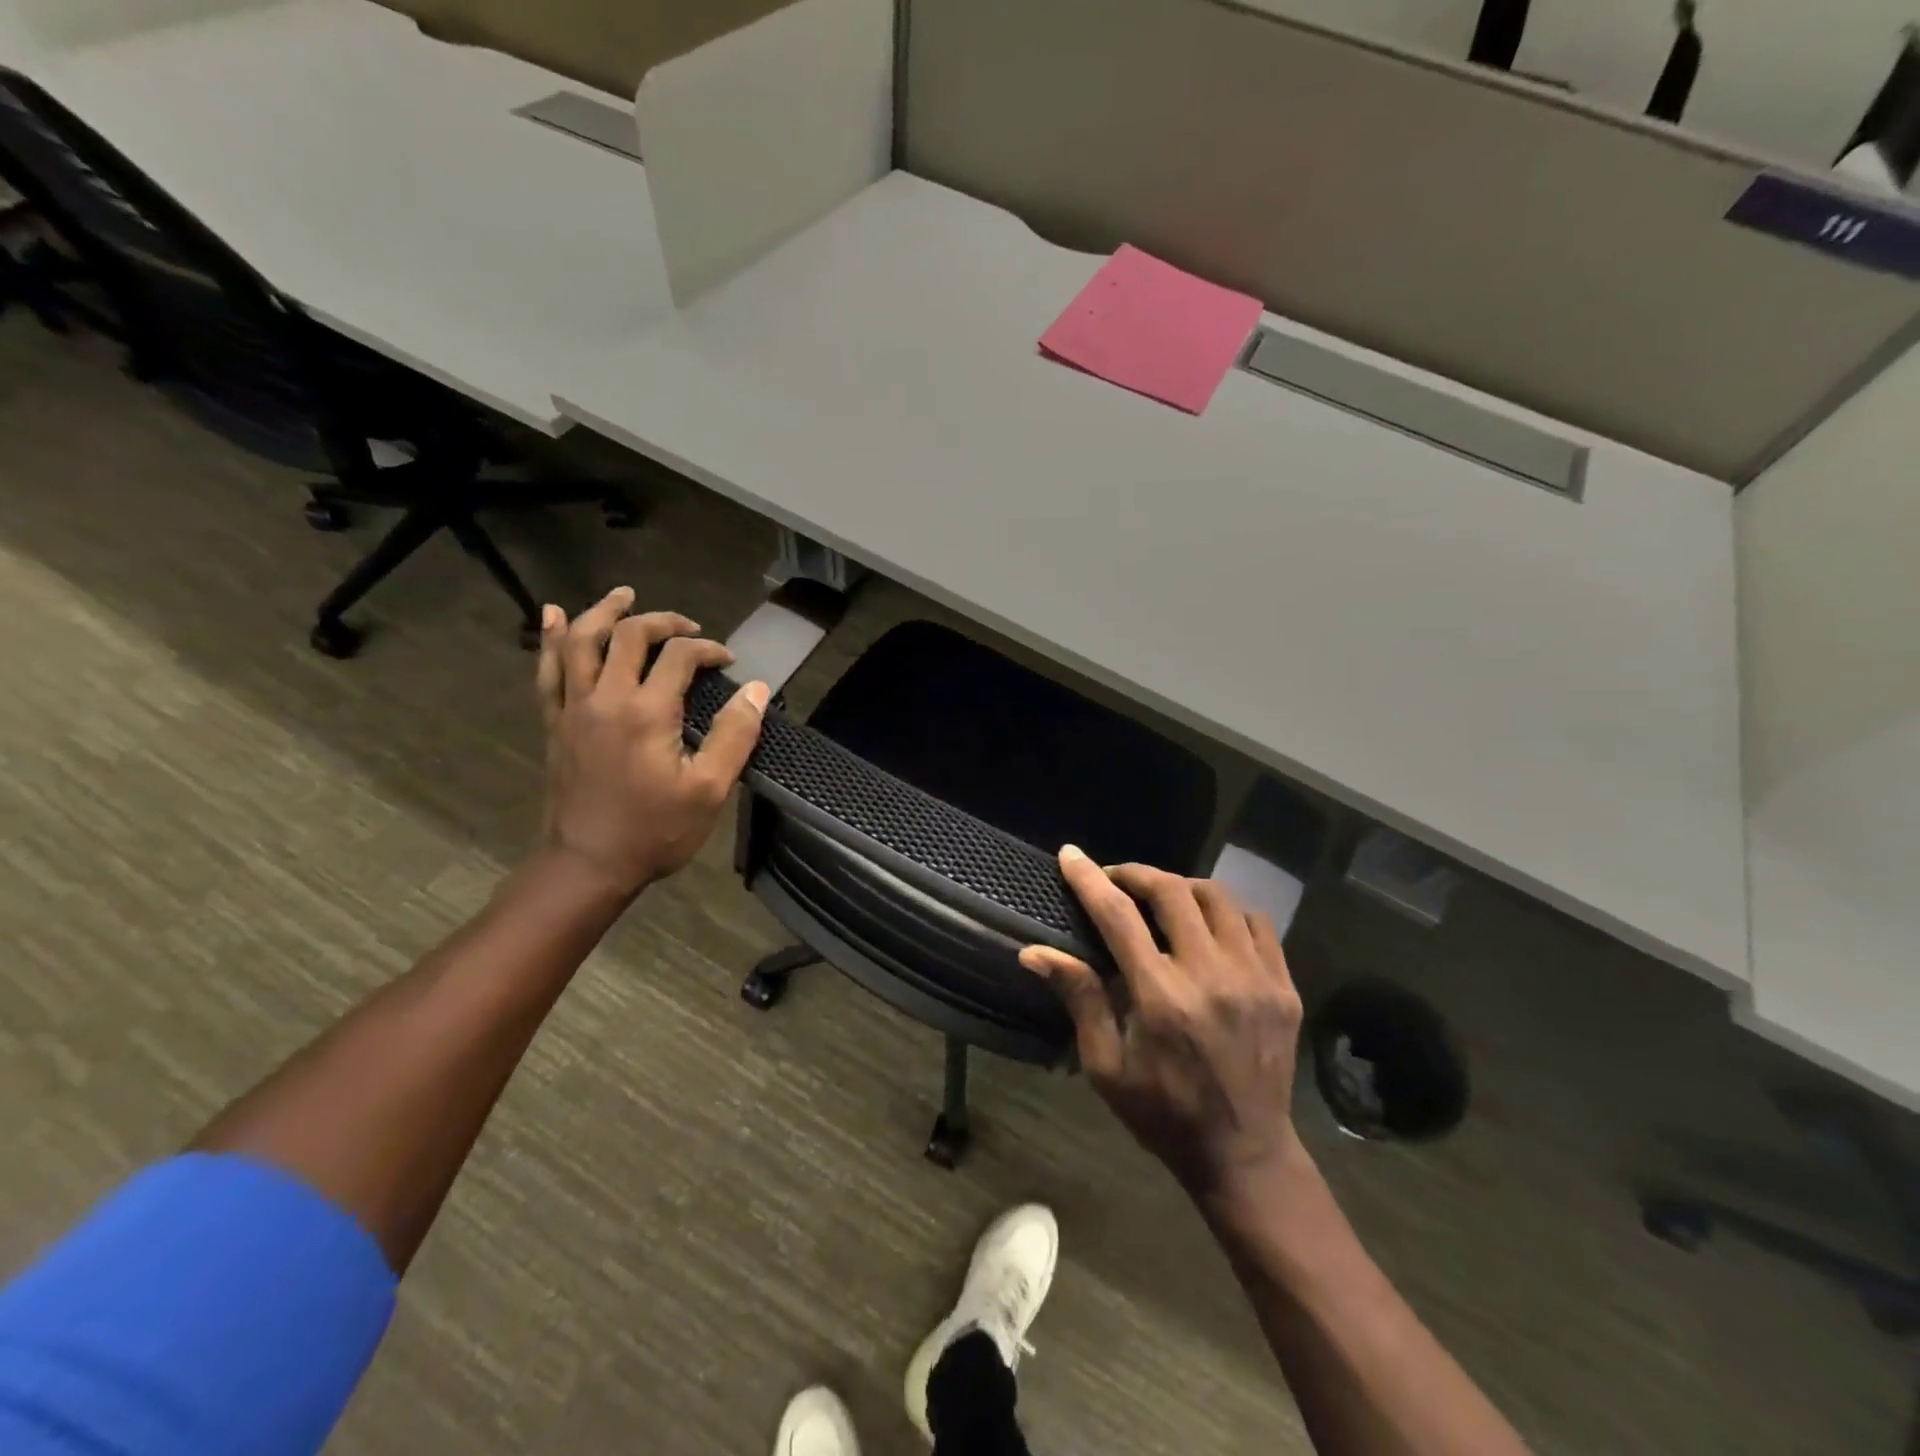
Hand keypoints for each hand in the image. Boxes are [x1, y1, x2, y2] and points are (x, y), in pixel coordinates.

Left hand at [534, 588, 768, 898]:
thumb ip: (734, 735)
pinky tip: (556, 617)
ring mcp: (573, 708)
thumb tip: (756, 690)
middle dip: (662, 622)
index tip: (727, 663)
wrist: (589, 865)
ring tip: (624, 596)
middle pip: (628, 636)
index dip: (708, 650)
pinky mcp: (555, 723)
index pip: (679, 656)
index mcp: (646, 712)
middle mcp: (605, 698)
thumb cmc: (655, 831)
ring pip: (580, 641)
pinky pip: (548, 670)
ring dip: (603, 612)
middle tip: (688, 627)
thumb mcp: (710, 789)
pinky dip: (553, 639)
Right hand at [1021, 846, 1304, 1200]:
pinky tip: (1209, 924)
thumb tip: (1034, 952)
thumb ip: (1079, 998)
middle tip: (1116, 880)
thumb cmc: (1162, 1112)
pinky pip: (1258, 923)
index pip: (1119, 916)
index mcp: (1162, 997)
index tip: (1070, 855)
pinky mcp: (1285, 988)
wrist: (1245, 1154)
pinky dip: (1227, 911)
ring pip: (1218, 898)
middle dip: (1136, 874)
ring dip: (1181, 887)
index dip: (1090, 879)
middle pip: (1172, 892)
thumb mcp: (1106, 1065)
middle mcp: (1212, 976)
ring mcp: (1256, 979)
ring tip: (1161, 898)